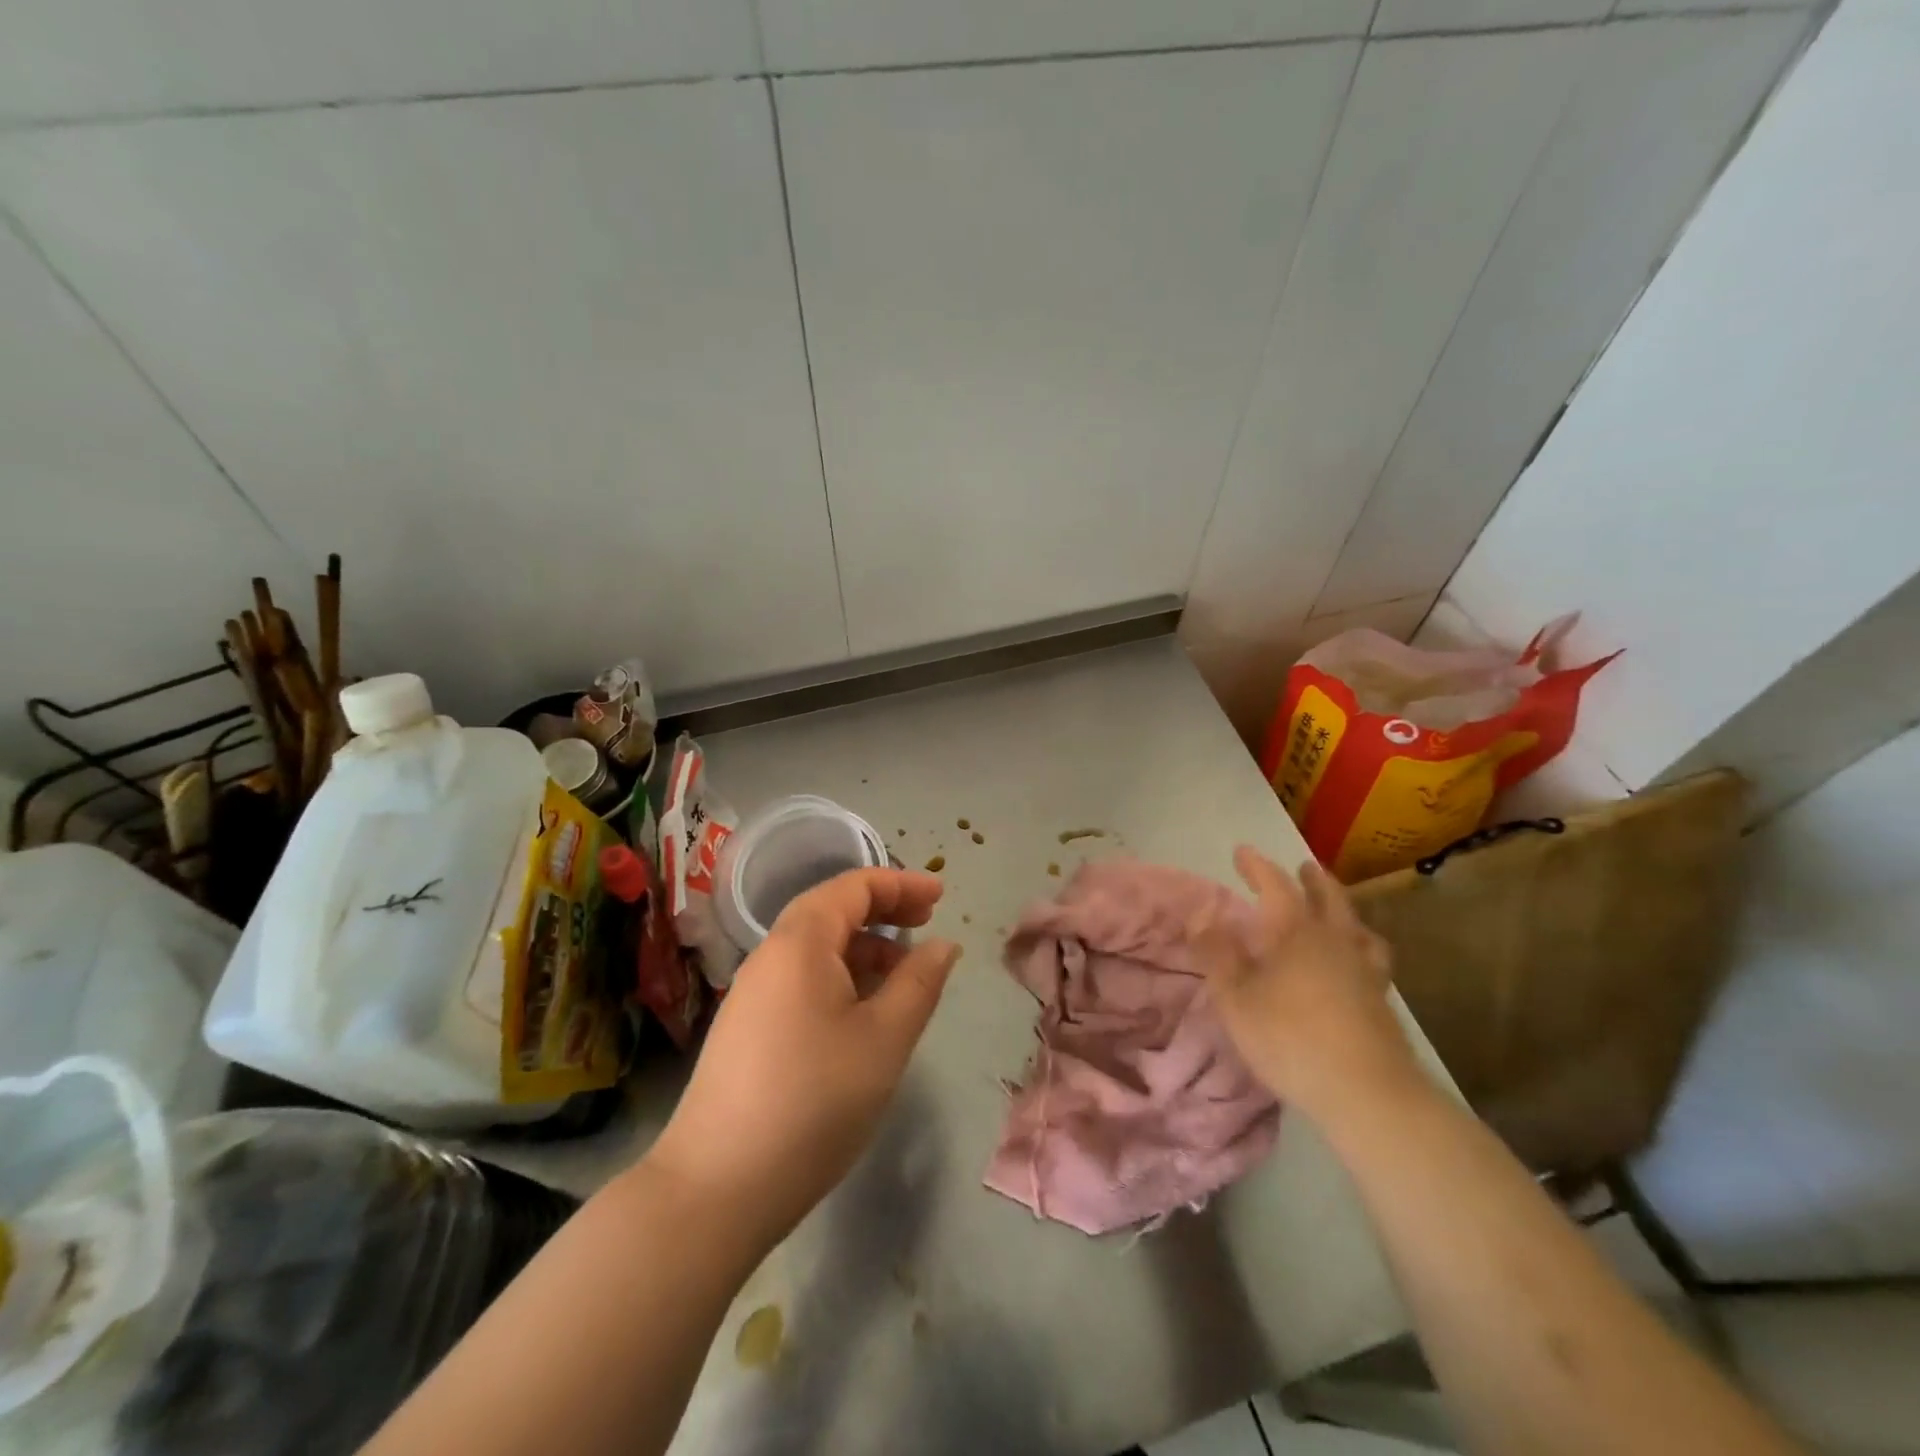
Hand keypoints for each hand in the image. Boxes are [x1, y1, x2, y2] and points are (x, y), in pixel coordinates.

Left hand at [644, 868, 961, 1250]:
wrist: (716, 1188)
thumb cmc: (814, 1101)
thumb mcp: (884, 1039)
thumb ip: (919, 983)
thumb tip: (942, 945)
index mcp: (800, 942)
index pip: (853, 887)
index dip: (900, 884)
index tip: (940, 897)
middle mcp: (769, 955)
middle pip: (831, 911)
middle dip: (883, 910)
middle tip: (927, 923)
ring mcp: (752, 993)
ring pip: (816, 949)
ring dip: (863, 948)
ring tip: (904, 976)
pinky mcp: (746, 1028)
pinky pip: (801, 980)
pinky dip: (840, 978)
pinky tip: (862, 1014)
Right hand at [1190, 845, 1417, 1120]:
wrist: (1368, 1092)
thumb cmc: (1290, 1039)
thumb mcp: (1235, 998)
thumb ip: (1217, 954)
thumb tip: (1202, 916)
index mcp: (1295, 932)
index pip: (1276, 885)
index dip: (1257, 866)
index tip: (1242, 852)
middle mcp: (1334, 939)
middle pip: (1328, 897)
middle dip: (1311, 879)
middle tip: (1303, 867)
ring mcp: (1364, 968)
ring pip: (1356, 924)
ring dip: (1342, 907)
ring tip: (1336, 909)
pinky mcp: (1381, 999)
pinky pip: (1372, 956)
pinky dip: (1361, 945)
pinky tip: (1357, 960)